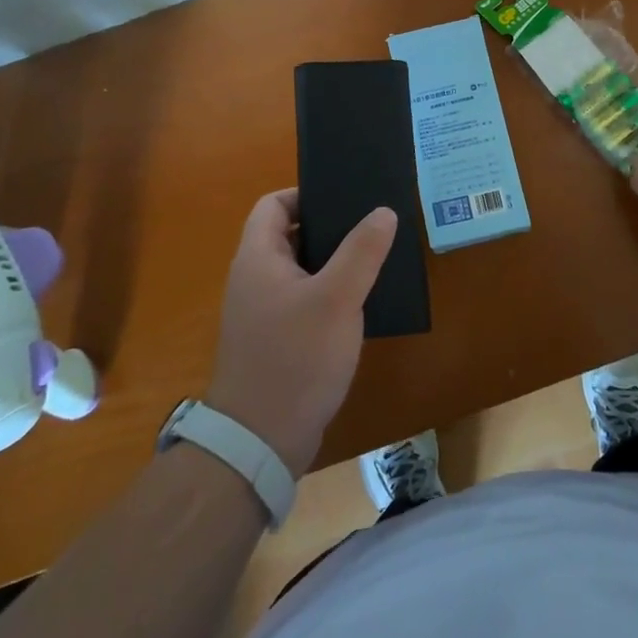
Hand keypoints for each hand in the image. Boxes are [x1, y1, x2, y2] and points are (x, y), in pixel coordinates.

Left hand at [204, 189, 395, 476]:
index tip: (345, 200)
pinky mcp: (275, 341)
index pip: (273, 205)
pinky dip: (328, 296)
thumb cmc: (296, 359)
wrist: (260, 442)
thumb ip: (361, 251)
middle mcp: (253, 279)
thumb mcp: (337, 299)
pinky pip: (302, 302)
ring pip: (300, 271)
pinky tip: (359, 306)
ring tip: (373, 260)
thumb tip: (383, 211)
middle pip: (289, 235)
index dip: (305, 194)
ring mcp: (262, 313)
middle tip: (370, 227)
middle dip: (328, 228)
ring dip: (332, 264)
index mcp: (258, 259)